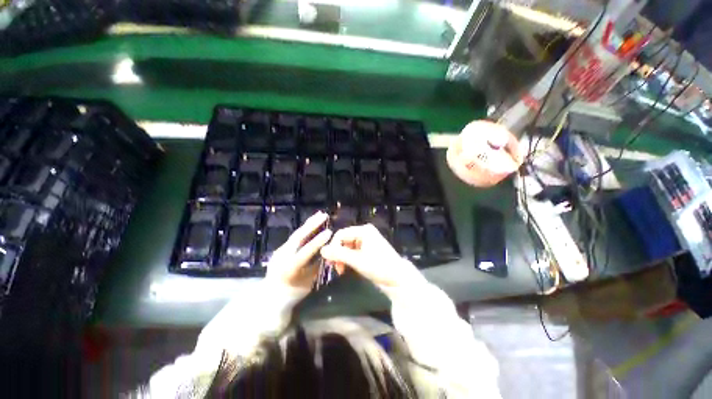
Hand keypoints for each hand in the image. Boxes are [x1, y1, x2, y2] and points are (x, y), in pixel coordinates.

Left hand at [266, 212, 332, 288]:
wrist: (271, 297)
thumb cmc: (293, 293)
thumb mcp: (308, 282)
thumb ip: (317, 266)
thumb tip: (326, 251)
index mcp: (290, 267)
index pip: (306, 251)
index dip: (318, 241)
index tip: (329, 232)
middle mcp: (282, 256)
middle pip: (298, 237)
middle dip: (312, 224)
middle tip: (324, 215)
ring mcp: (280, 251)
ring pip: (295, 234)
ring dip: (308, 224)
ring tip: (318, 215)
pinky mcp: (280, 249)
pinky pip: (294, 237)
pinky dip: (304, 230)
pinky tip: (311, 225)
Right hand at [320, 224, 423, 287]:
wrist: (397, 278)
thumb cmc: (379, 267)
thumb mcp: (357, 261)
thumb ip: (339, 254)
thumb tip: (321, 250)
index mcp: (363, 230)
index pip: (341, 234)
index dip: (333, 247)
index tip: (330, 262)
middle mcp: (364, 232)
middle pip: (344, 239)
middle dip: (337, 253)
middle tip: (334, 267)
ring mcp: (366, 240)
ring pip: (347, 246)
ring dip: (342, 257)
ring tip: (341, 270)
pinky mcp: (368, 249)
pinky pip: (353, 251)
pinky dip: (348, 259)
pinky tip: (346, 268)